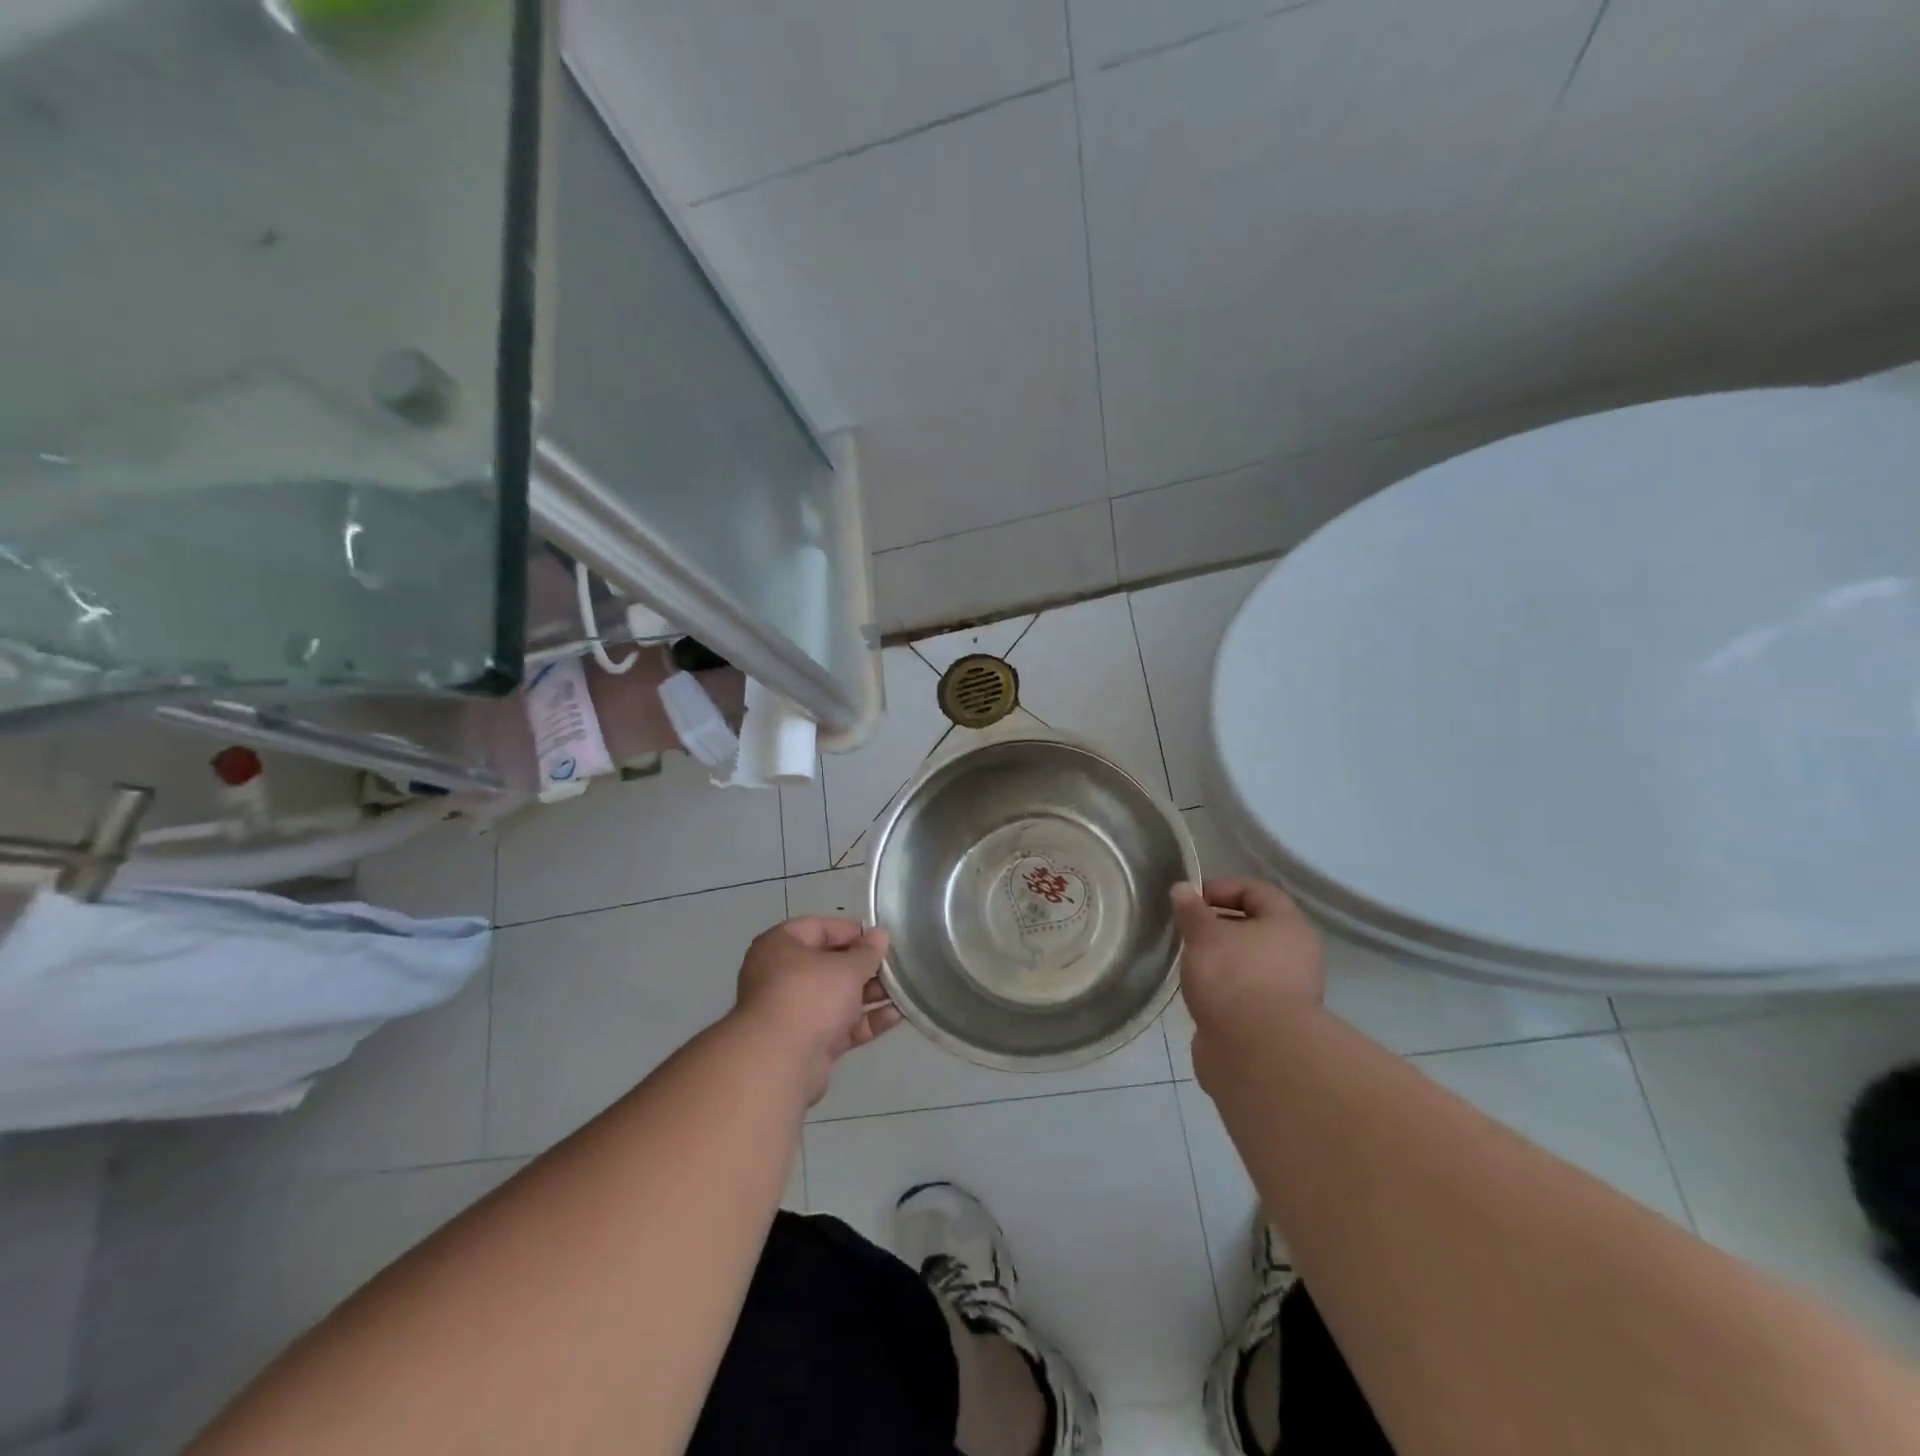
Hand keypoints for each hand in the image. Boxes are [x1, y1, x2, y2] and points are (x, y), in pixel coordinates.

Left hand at [733, 917, 900, 1104]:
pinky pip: (841, 1025)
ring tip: (905, 990)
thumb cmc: (809, 996)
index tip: (881, 939)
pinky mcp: (808, 1043)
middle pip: (830, 964)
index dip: (852, 931)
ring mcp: (794, 1012)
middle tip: (897, 966)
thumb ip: (867, 952)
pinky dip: (866, 1020)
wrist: (779, 1063)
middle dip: (865, 966)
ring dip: (870, 994)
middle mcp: (782, 975)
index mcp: (780, 946)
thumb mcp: (846, 967)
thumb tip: (880, 935)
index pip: (819, 928)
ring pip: (838, 997)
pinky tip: (898, 1015)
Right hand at [1171, 879, 1323, 1079]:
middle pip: (1254, 926)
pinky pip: (1245, 991)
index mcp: (1288, 925)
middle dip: (1218, 925)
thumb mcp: (1204, 934)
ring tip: (1189, 961)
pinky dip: (1223, 987)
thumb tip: (1182, 889)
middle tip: (1187, 930)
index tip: (1190, 900)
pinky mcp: (1273, 1021)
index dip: (1221, 888)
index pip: (1256, 891)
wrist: (1257, 1053)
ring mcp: (1288, 991)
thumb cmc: (1234, 977)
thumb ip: (1191, 910)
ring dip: (1220, 958)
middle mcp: (1296, 954)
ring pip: (1249, 961)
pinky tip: (1200, 992)